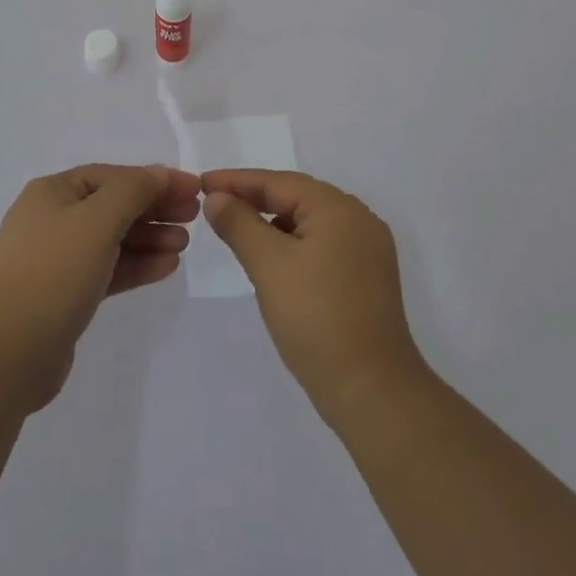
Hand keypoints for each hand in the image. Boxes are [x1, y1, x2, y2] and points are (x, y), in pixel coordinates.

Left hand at [0, 164, 200, 411]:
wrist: (6, 354)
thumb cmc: (53, 273)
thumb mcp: (98, 220)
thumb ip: (133, 191)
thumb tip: (159, 173)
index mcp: (53, 193)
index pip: (113, 176)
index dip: (154, 179)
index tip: (192, 188)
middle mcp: (53, 219)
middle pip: (114, 205)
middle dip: (154, 209)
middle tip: (193, 216)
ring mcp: (57, 259)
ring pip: (113, 239)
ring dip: (149, 238)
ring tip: (184, 244)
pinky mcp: (64, 295)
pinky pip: (107, 269)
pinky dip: (136, 265)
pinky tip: (167, 267)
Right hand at [202, 169, 426, 419]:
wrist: (373, 394)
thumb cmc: (317, 320)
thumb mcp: (269, 266)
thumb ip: (239, 224)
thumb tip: (216, 197)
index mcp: (339, 208)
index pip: (279, 182)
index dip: (237, 181)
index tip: (202, 182)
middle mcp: (359, 220)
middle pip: (296, 197)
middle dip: (254, 199)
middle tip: (215, 204)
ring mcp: (368, 251)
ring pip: (309, 223)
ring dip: (273, 223)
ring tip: (237, 230)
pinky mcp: (367, 279)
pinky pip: (322, 245)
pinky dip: (293, 245)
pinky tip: (272, 260)